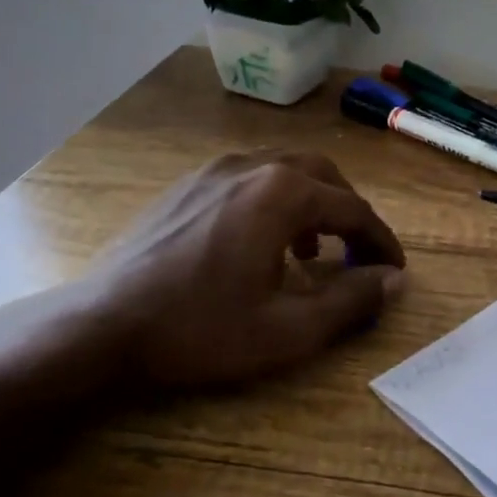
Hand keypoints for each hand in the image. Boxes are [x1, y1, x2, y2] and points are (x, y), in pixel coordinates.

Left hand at [78, 151, 406, 389]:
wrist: (102, 325)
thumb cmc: (200, 329)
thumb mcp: (287, 330)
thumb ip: (351, 301)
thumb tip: (394, 280)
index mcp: (283, 193)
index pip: (353, 209)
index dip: (380, 241)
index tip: (394, 270)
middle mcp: (253, 166)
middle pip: (322, 175)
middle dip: (348, 211)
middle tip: (357, 253)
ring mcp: (214, 170)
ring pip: (284, 170)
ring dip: (311, 203)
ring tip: (311, 250)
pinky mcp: (187, 184)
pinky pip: (248, 178)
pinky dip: (273, 201)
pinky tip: (259, 241)